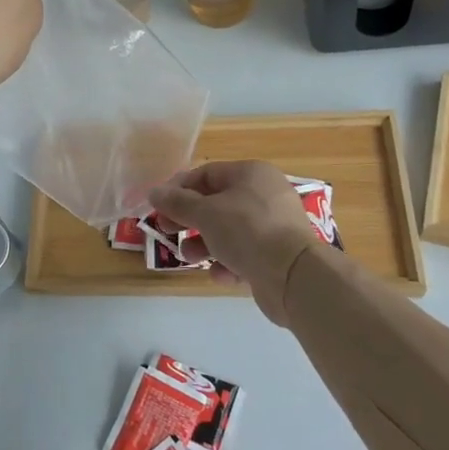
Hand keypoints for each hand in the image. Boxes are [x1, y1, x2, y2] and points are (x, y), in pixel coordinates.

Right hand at [150, 160, 321, 326]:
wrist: (294, 275)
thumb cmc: (247, 231)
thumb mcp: (205, 213)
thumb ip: (177, 202)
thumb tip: (154, 192)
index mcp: (251, 174)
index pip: (207, 173)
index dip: (179, 188)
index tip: (159, 207)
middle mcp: (265, 195)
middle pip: (217, 203)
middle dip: (190, 219)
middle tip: (168, 231)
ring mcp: (274, 226)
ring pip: (229, 231)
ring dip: (205, 244)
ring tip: (190, 258)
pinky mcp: (277, 255)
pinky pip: (245, 254)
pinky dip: (229, 263)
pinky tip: (220, 274)